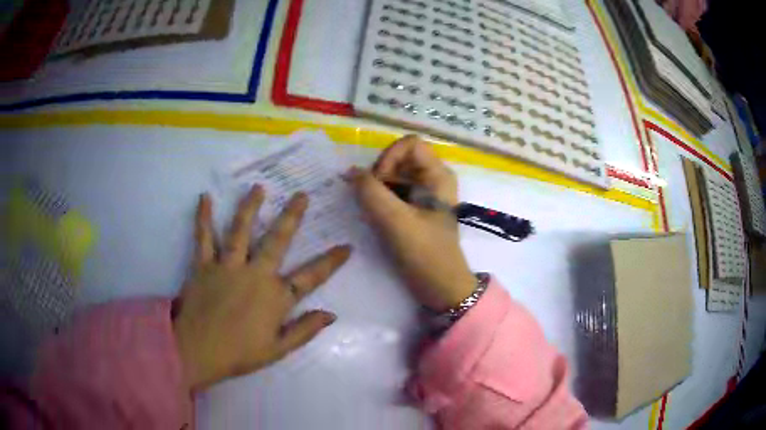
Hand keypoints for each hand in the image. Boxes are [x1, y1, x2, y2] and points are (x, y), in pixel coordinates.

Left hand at [173, 186, 350, 390]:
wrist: (198, 351)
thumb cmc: (240, 354)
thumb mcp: (278, 350)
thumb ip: (305, 330)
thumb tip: (331, 314)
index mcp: (275, 297)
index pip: (310, 276)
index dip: (330, 262)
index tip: (347, 247)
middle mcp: (255, 274)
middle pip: (277, 241)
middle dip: (292, 217)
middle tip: (301, 195)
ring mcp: (228, 266)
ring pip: (241, 230)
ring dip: (250, 207)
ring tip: (258, 187)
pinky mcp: (204, 265)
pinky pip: (204, 237)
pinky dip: (204, 217)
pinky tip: (205, 198)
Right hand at [349, 136, 474, 311]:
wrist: (441, 287)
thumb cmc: (425, 254)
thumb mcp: (395, 221)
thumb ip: (370, 192)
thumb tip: (350, 172)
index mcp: (438, 175)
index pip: (409, 144)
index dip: (389, 158)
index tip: (379, 184)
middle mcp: (433, 178)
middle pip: (399, 158)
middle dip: (380, 175)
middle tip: (371, 200)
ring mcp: (424, 194)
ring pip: (393, 176)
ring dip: (377, 189)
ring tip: (371, 211)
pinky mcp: (415, 209)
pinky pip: (393, 192)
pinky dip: (380, 199)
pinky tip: (373, 216)